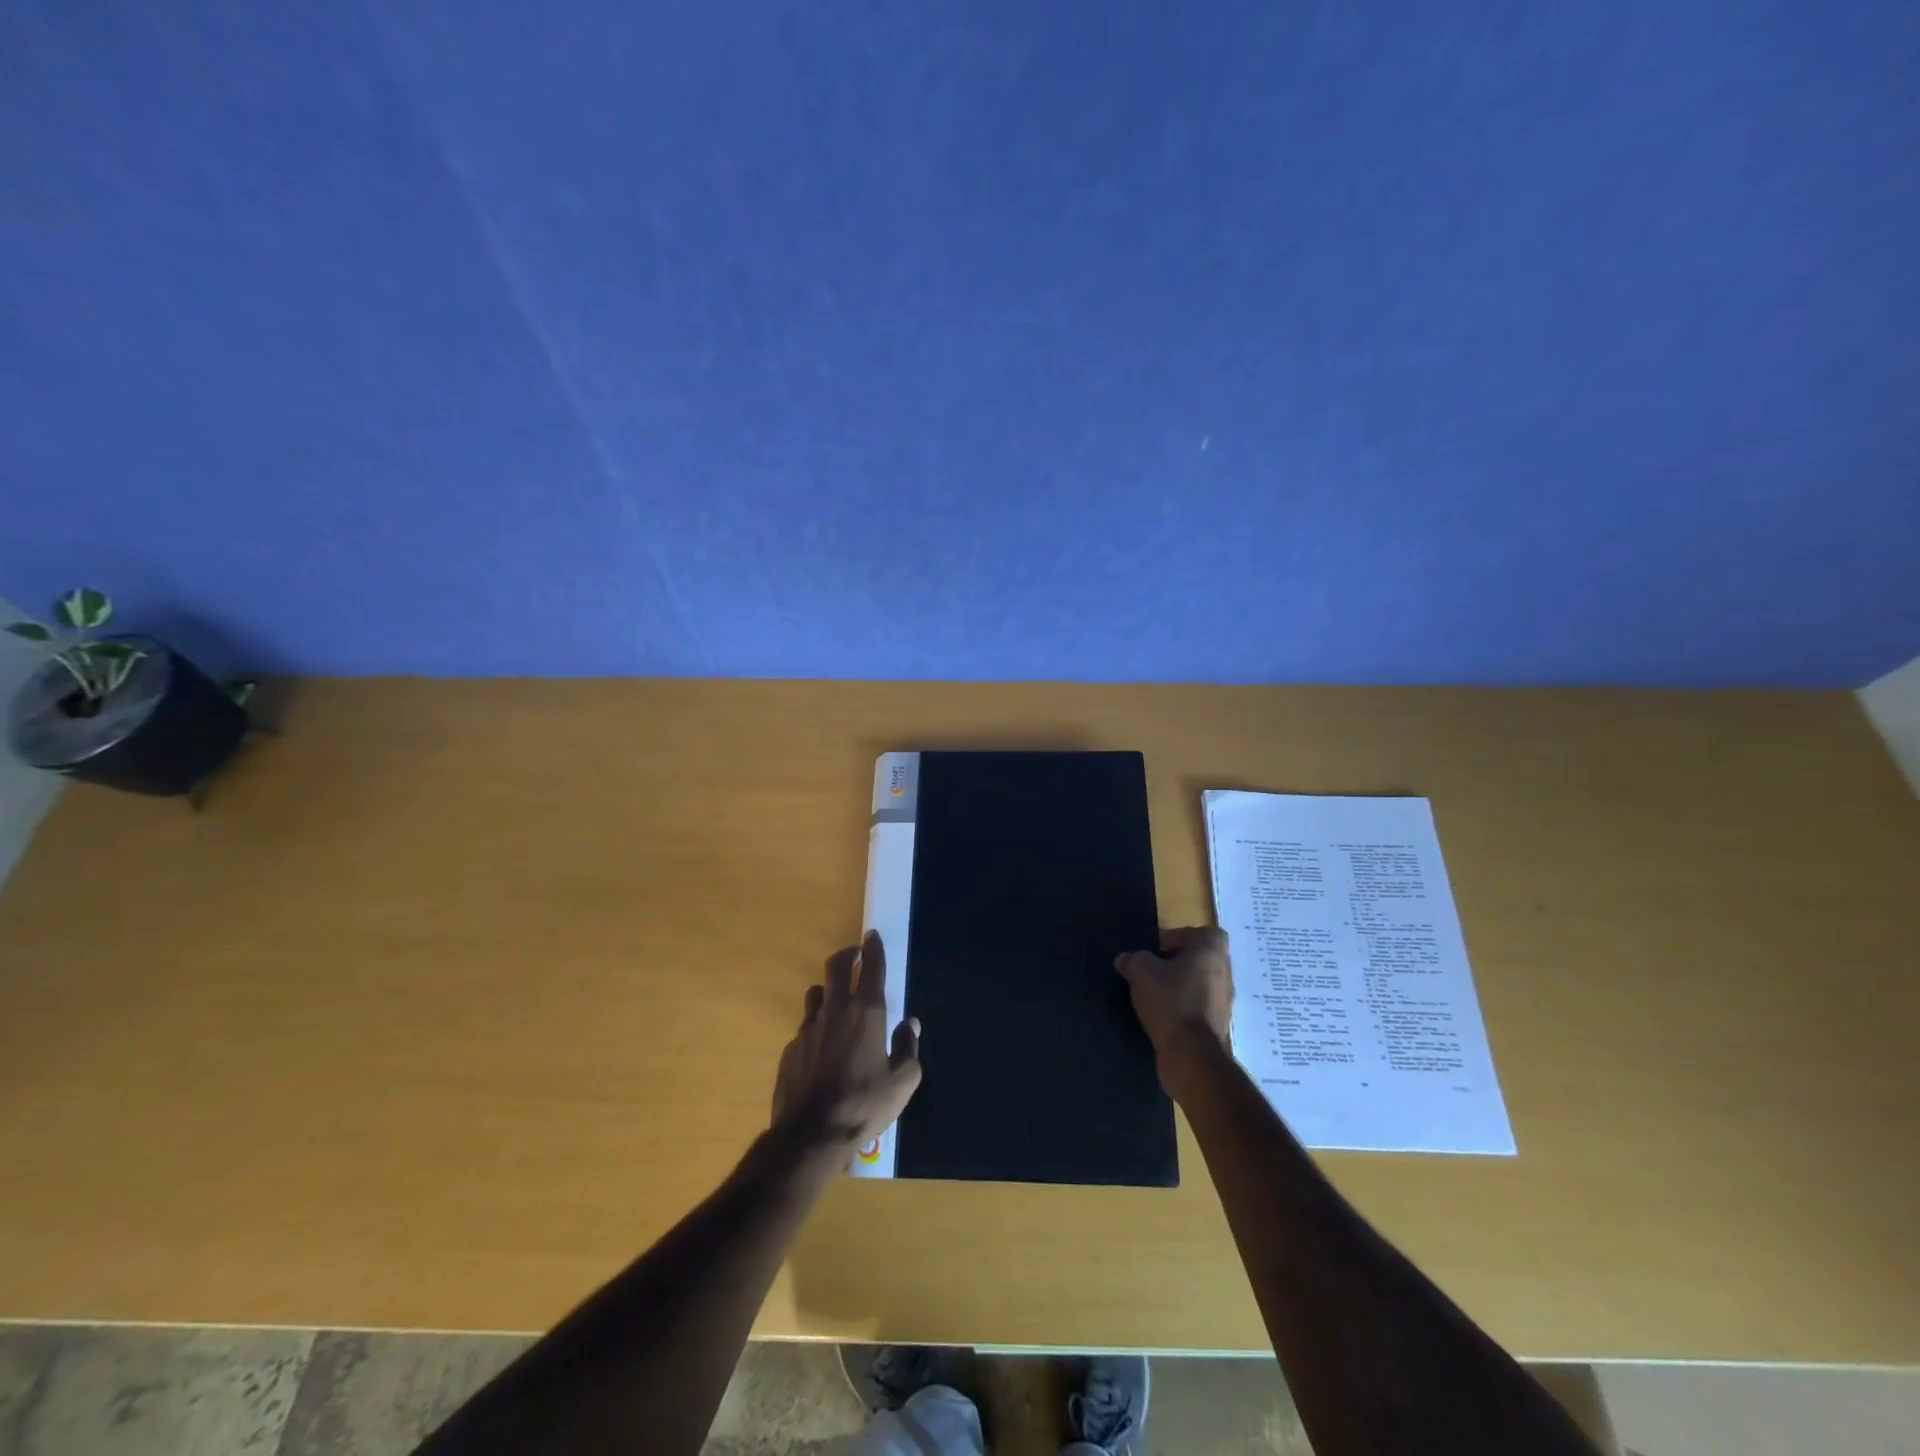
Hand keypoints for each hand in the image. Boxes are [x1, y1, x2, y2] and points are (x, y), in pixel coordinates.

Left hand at [771, 930, 921, 1155]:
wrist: (811, 1134)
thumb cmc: (864, 1104)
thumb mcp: (902, 1082)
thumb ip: (908, 1048)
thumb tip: (910, 1024)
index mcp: (867, 1013)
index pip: (871, 968)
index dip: (874, 948)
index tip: (872, 935)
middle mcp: (835, 1011)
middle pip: (836, 966)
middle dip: (847, 954)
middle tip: (855, 954)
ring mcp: (808, 1028)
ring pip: (816, 993)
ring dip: (828, 989)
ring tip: (836, 999)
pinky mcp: (791, 1049)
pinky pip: (805, 1027)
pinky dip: (816, 1027)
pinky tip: (821, 1047)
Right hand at [1115, 926, 1233, 1088]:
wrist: (1191, 1054)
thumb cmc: (1170, 1001)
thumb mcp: (1141, 971)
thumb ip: (1133, 959)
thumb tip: (1126, 959)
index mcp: (1211, 951)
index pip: (1199, 933)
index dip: (1178, 937)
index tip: (1156, 950)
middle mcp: (1224, 972)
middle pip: (1198, 958)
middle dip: (1174, 963)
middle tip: (1150, 970)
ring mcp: (1224, 1000)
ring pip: (1198, 983)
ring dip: (1178, 986)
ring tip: (1152, 994)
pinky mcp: (1218, 1024)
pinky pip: (1197, 1007)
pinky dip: (1182, 1008)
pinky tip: (1160, 1015)